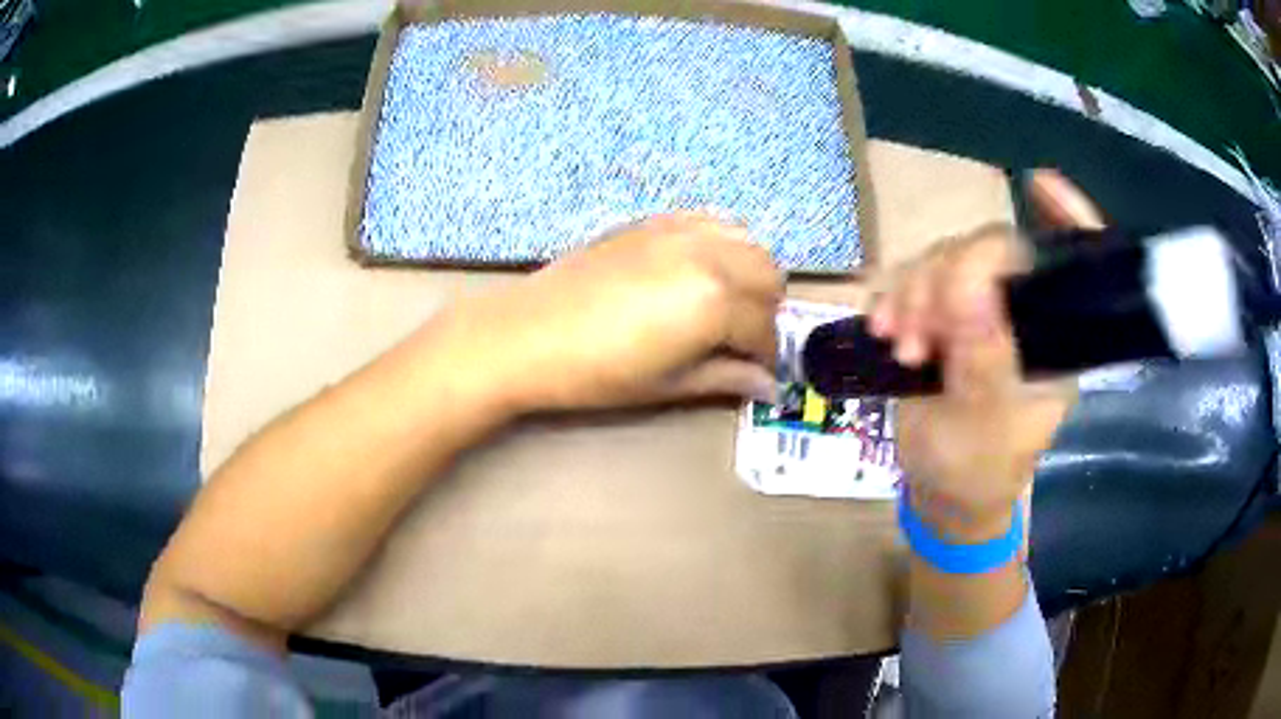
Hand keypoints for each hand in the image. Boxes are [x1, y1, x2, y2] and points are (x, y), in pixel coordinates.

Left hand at [439, 213, 783, 413]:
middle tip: (739, 339)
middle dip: (765, 310)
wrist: (527, 334)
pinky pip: (709, 221)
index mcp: (716, 300)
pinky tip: (698, 270)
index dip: (765, 357)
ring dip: (749, 273)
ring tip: (724, 303)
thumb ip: (727, 378)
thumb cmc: (597, 372)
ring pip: (748, 241)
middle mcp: (709, 255)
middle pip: (770, 275)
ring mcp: (681, 230)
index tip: (755, 373)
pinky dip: (720, 244)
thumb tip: (769, 388)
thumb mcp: (669, 384)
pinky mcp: (654, 221)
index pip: (765, 328)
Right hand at [869, 170, 1104, 539]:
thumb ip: (984, 360)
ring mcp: (978, 310)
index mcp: (1053, 337)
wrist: (940, 492)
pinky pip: (912, 277)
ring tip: (900, 344)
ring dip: (912, 291)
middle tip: (920, 335)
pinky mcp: (940, 314)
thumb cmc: (976, 471)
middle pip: (989, 250)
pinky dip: (892, 295)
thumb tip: (971, 286)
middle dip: (947, 279)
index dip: (1066, 217)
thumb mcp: (983, 428)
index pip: (1072, 265)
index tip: (1039, 183)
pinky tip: (882, 327)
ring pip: (944, 258)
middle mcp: (1020, 312)